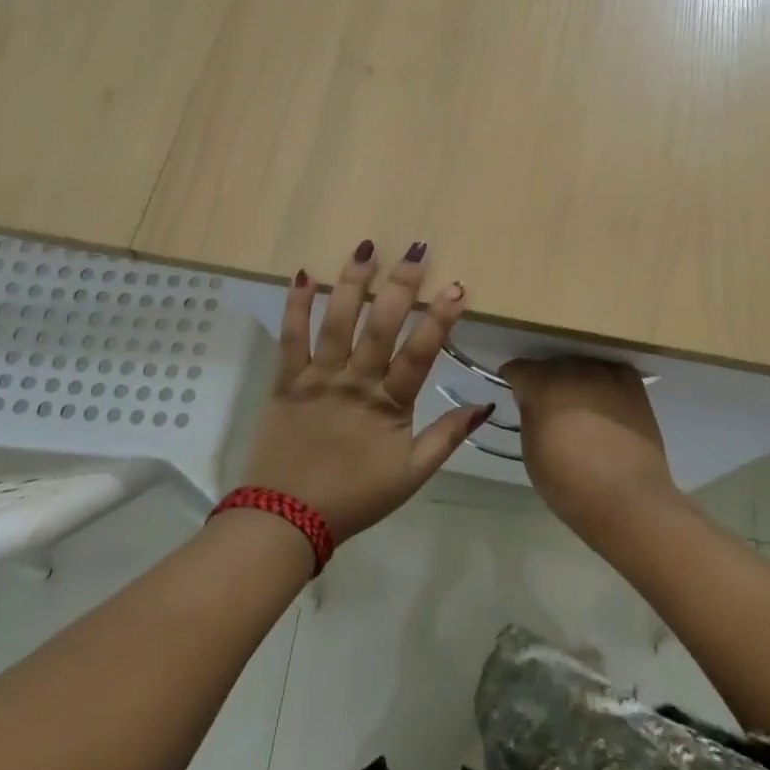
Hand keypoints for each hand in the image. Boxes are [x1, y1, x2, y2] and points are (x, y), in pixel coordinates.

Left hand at [241, 242, 490, 542]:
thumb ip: (447, 436)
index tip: (457, 286)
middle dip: (401, 286)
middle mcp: (354, 382)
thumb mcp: (411, 476)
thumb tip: (485, 404)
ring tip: (366, 248)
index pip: (420, 354)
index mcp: (388, 405)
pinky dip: (295, 306)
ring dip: (352, 282)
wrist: (285, 521)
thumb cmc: (354, 498)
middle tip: (417, 250)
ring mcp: (317, 378)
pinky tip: (303, 274)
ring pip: (337, 321)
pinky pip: (290, 338)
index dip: (440, 319)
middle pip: (381, 326)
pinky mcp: (285, 381)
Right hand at [500, 358, 681, 543]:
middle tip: (548, 406)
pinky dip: (603, 382)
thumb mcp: (532, 454)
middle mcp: (574, 370)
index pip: (518, 369)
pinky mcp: (632, 385)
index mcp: (543, 386)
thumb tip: (532, 400)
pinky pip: (610, 371)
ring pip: (580, 366)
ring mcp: (606, 374)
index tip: (516, 394)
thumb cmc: (571, 486)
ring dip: (574, 380)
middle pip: (550, 364)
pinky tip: (604, 402)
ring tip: (578, 405)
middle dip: (544, 380)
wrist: (630, 501)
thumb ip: (529, 416)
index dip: (514, 381)